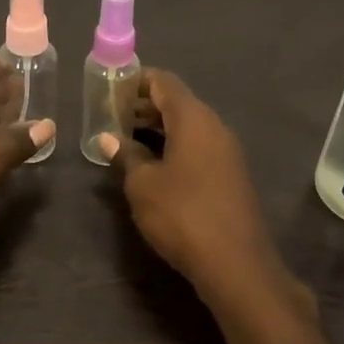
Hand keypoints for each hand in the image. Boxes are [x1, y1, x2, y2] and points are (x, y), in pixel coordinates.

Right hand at [102, 70, 298, 307]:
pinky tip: (151, 167)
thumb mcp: (143, 185)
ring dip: (157, 129)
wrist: (235, 262)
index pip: (164, 82)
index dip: (135, 81)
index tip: (110, 89)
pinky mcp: (230, 177)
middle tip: (110, 117)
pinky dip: (173, 148)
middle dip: (143, 106)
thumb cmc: (182, 215)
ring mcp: (226, 153)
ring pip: (188, 128)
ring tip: (124, 141)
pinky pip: (197, 149)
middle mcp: (215, 128)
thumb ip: (125, 156)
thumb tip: (108, 138)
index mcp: (194, 120)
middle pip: (177, 103)